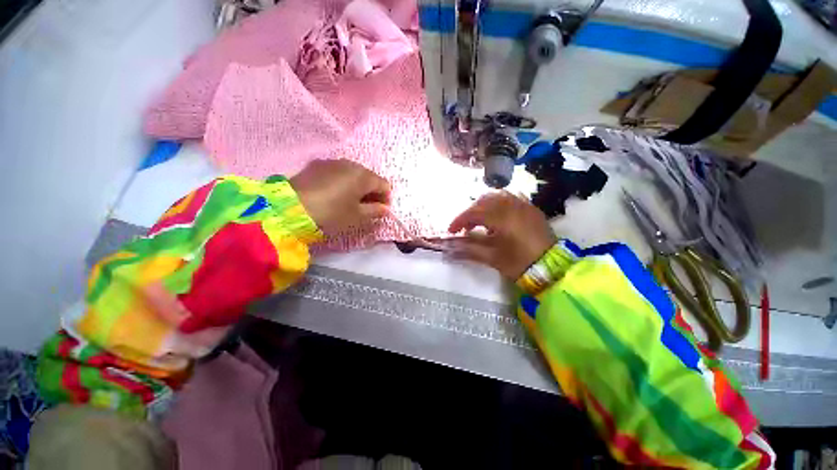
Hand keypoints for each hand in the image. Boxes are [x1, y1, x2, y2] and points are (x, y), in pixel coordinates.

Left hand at [290, 159, 390, 234]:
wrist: (291, 207)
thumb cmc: (331, 213)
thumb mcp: (357, 216)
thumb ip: (375, 211)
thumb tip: (385, 209)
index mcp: (363, 176)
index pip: (384, 185)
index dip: (386, 199)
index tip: (381, 211)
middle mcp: (351, 164)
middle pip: (369, 177)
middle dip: (372, 192)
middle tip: (367, 207)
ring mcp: (333, 162)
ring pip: (353, 173)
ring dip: (357, 186)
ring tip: (350, 201)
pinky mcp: (317, 165)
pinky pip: (338, 172)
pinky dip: (343, 182)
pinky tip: (334, 194)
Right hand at [448, 192, 556, 278]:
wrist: (552, 268)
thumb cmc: (520, 264)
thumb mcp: (492, 258)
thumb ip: (469, 249)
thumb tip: (450, 248)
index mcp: (501, 218)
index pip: (473, 213)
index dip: (459, 220)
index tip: (451, 230)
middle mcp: (512, 205)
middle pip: (483, 201)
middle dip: (470, 212)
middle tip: (465, 227)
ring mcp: (524, 205)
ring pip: (497, 196)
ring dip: (483, 206)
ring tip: (480, 221)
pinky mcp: (531, 208)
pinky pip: (511, 198)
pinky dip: (498, 204)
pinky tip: (497, 216)